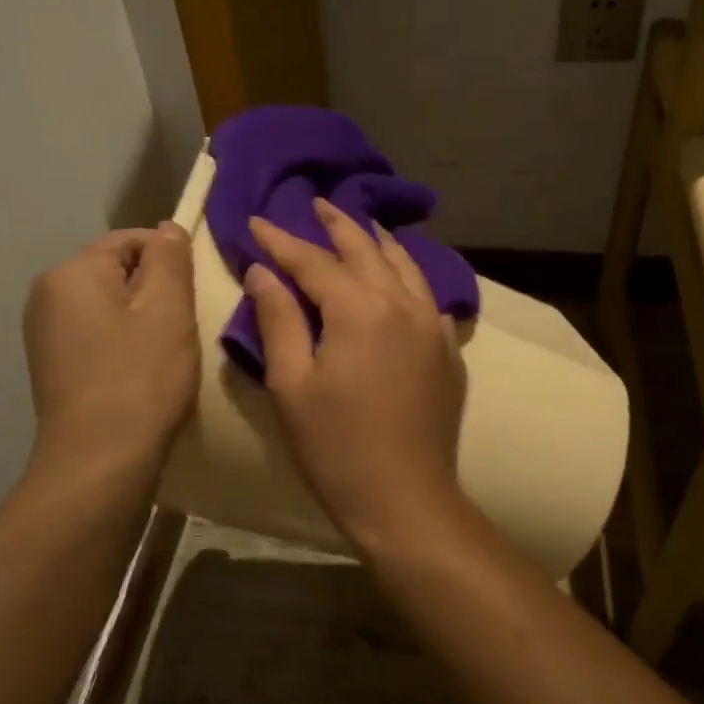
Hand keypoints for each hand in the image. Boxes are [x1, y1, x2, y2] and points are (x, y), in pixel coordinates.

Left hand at [24, 223, 197, 469]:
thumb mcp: (168, 309)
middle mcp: (47, 295)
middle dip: (155, 292)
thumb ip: (170, 259)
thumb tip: (167, 228)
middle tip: (184, 328)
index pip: (131, 240)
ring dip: (143, 321)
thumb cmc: (140, 378)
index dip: (170, 260)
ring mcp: (46, 334)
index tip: (194, 296)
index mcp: (71, 273)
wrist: (99, 461)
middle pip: (117, 273)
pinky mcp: (54, 367)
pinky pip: (98, 336)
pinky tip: (142, 374)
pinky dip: (125, 346)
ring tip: (166, 355)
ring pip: (110, 307)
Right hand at [245, 199, 470, 553]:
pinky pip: (427, 294)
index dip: (280, 240)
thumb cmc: (336, 448)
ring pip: (404, 265)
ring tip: (358, 225)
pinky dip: (407, 274)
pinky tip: (398, 276)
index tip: (255, 221)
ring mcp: (434, 325)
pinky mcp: (449, 349)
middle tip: (314, 203)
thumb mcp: (291, 385)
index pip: (313, 261)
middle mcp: (403, 304)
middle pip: (366, 250)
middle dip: (336, 224)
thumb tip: (264, 271)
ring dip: (376, 241)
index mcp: (360, 310)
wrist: (405, 499)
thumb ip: (279, 320)